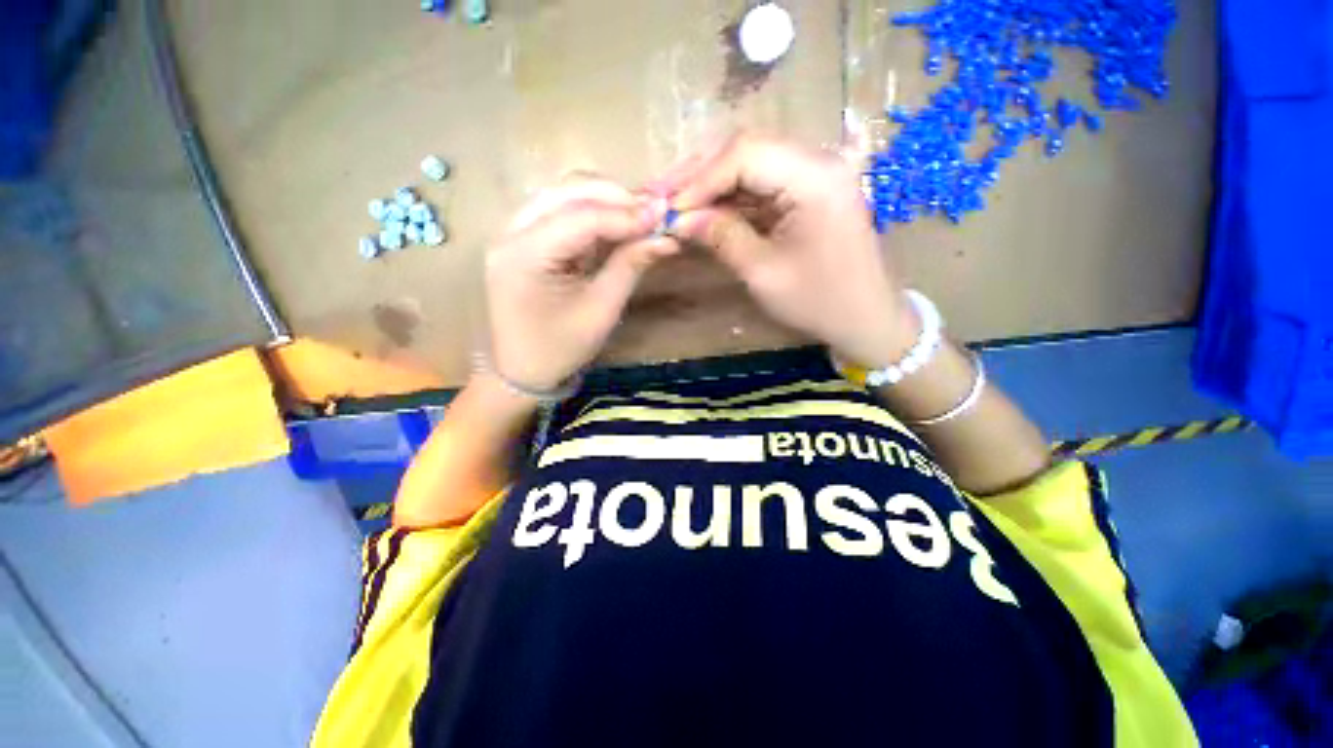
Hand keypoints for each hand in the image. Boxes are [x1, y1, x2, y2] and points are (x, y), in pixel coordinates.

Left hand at [485, 178, 677, 390]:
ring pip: (563, 195)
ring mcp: (513, 233)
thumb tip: (666, 237)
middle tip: (652, 213)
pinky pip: (559, 211)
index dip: (626, 214)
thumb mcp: (602, 310)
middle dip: (614, 198)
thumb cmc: (562, 348)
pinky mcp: (522, 239)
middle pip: (566, 192)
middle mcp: (511, 233)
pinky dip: (591, 213)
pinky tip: (615, 224)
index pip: (581, 218)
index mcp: (524, 256)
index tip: (664, 216)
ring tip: (638, 217)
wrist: (523, 370)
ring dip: (603, 201)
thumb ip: (630, 266)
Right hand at [664, 133, 917, 367]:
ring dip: (711, 185)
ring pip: (750, 165)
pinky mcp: (807, 193)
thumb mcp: (764, 273)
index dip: (700, 179)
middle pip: (746, 150)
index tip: (668, 208)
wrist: (866, 318)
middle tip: (661, 196)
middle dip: (700, 175)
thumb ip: (722, 237)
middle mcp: (817, 161)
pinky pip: (761, 186)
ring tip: (675, 204)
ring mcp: (813, 175)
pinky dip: (730, 199)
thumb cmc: (820, 301)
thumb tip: (678, 219)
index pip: (744, 154)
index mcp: (815, 176)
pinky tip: (704, 212)